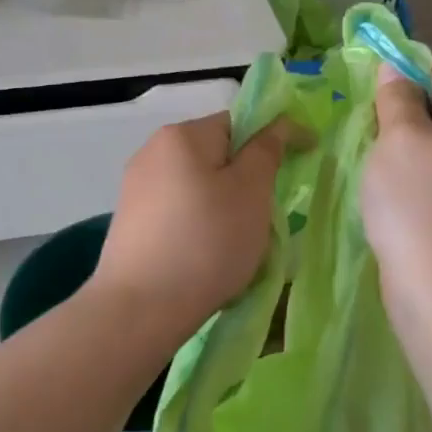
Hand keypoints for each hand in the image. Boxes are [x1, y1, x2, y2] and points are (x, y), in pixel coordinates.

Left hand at [88, 112, 291, 339]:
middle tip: (266, 216)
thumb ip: (267, 151)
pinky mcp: (130, 224)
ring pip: (197, 188)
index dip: (272, 140)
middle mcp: (152, 153)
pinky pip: (178, 214)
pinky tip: (206, 259)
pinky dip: (199, 228)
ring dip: (223, 207)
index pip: (238, 123)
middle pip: (215, 157)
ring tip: (238, 244)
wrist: (140, 308)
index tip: (300, 165)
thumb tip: (277, 124)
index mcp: (181, 135)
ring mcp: (135, 190)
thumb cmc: (206, 242)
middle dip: (245, 181)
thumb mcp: (251, 191)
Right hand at [360, 57, 431, 310]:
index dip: (405, 65)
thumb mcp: (399, 138)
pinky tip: (381, 184)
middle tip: (360, 118)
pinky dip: (405, 171)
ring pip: (431, 141)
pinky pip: (429, 173)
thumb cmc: (417, 201)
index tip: (366, 80)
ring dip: (398, 142)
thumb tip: (395, 68)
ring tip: (365, 150)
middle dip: (399, 106)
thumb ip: (396, 98)